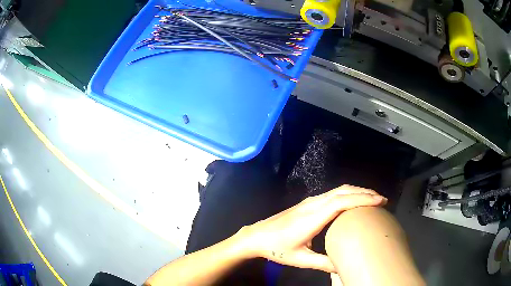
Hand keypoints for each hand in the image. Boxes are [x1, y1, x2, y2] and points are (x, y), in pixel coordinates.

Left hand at [237, 185, 386, 272]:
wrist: (256, 236)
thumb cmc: (277, 248)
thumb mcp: (301, 259)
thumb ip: (324, 263)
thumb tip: (344, 267)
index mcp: (312, 218)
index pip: (342, 202)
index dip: (363, 199)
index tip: (380, 201)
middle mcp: (313, 204)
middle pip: (343, 191)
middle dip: (364, 192)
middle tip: (382, 200)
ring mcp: (310, 202)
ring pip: (338, 190)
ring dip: (357, 191)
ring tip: (372, 199)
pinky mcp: (308, 203)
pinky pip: (332, 194)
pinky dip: (347, 194)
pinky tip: (353, 202)